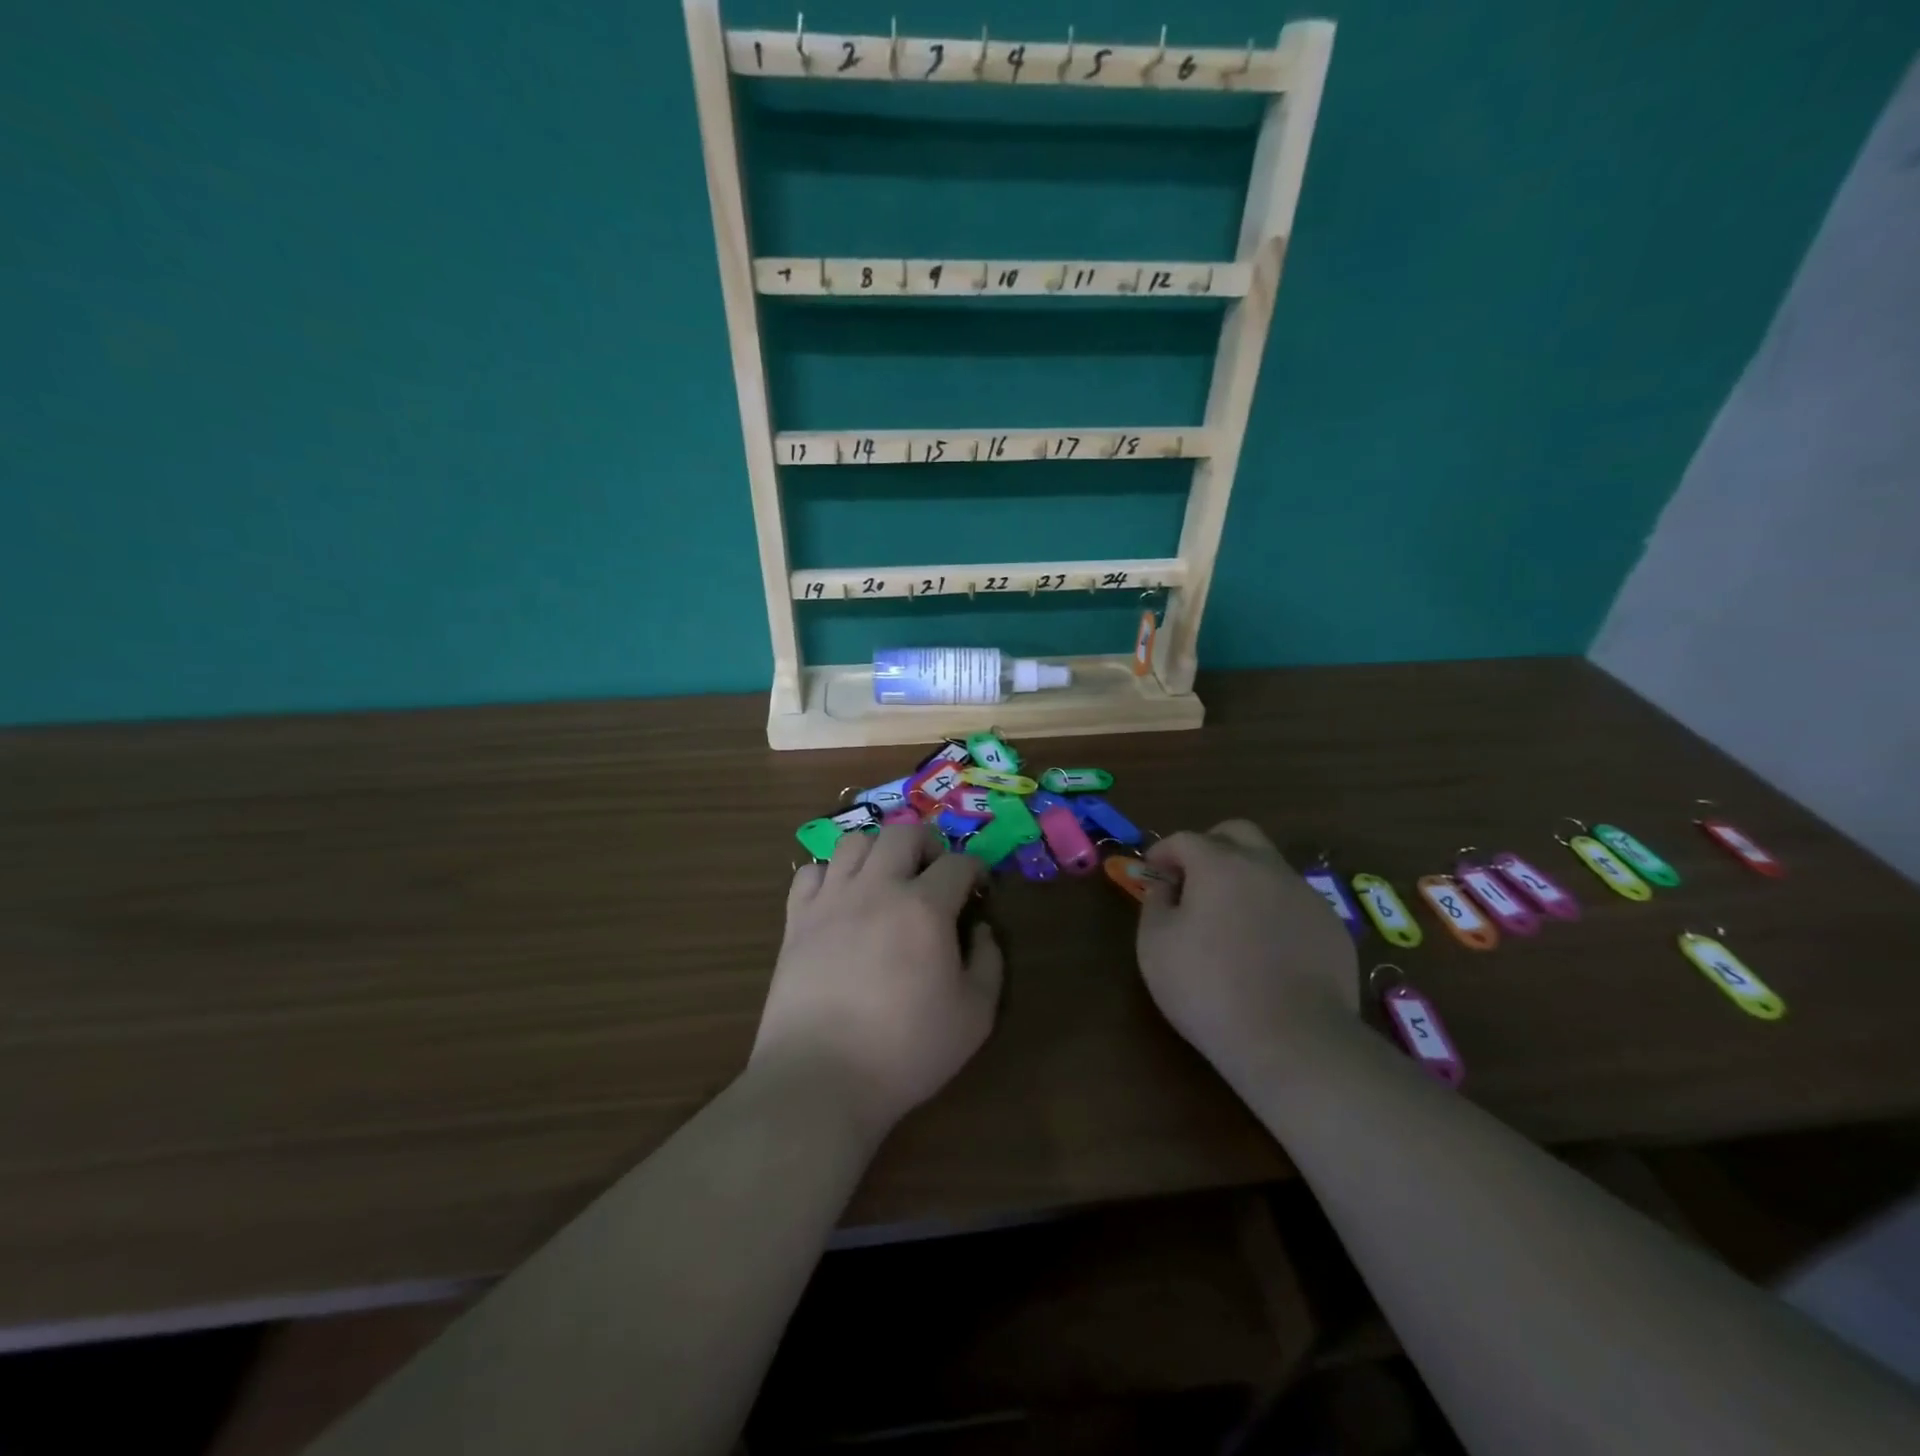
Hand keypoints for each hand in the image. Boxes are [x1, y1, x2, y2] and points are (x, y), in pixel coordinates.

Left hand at [754, 823, 1003, 1136]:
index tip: (978, 890)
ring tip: (887, 880)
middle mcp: (877, 889)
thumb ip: (989, 963)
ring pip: (854, 841)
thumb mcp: (975, 1016)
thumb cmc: (907, 1051)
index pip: (958, 863)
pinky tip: (841, 900)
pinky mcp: (796, 919)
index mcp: (925, 908)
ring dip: (878, 851)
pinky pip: (811, 872)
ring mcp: (831, 900)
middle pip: (903, 832)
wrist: (821, 1078)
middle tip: (934, 873)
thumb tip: (980, 929)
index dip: (975, 870)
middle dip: (928, 843)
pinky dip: (830, 875)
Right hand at [1136, 821, 1358, 1081]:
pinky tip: (1265, 950)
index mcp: (1221, 864)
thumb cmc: (1208, 988)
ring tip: (1229, 920)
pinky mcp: (1333, 928)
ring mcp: (1306, 896)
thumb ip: (1155, 903)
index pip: (1185, 839)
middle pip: (1237, 833)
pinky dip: (1273, 911)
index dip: (1163, 852)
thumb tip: (1166, 886)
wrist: (1293, 1042)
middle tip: (1193, 879)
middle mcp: (1267, 867)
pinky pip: (1294, 904)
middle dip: (1210, 846)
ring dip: (1244, 878)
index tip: (1152, 873)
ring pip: (1270, 867)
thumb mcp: (1155, 945)